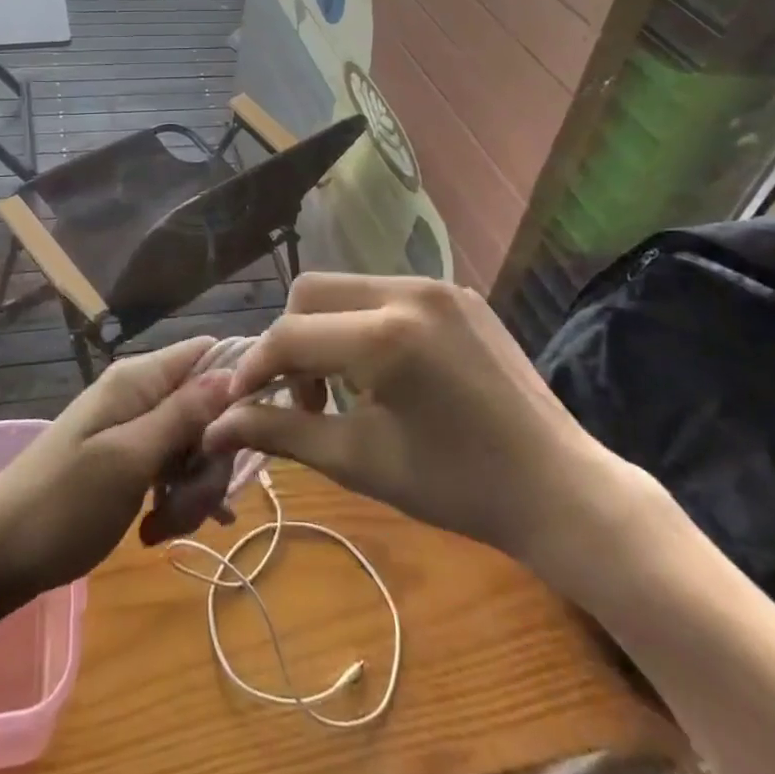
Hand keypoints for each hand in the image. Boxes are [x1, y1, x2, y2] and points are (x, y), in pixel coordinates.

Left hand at [0, 336, 235, 604]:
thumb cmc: (62, 505)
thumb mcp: (130, 459)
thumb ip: (183, 414)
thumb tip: (233, 371)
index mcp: (139, 380)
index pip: (208, 353)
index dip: (236, 386)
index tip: (247, 435)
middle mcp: (139, 396)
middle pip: (207, 410)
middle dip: (210, 460)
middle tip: (190, 506)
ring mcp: (132, 430)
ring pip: (192, 447)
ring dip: (191, 490)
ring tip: (163, 527)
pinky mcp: (127, 463)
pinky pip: (169, 471)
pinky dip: (173, 500)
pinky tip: (160, 532)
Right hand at [201, 273, 654, 599]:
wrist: (559, 488)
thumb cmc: (456, 487)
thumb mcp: (358, 460)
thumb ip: (281, 431)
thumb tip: (215, 425)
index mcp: (385, 335)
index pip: (290, 335)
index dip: (255, 368)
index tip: (239, 403)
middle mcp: (408, 291)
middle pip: (311, 291)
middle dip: (289, 340)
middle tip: (300, 397)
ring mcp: (438, 285)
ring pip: (347, 287)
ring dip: (325, 330)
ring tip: (342, 388)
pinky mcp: (458, 293)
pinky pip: (387, 293)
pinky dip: (364, 324)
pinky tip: (383, 371)